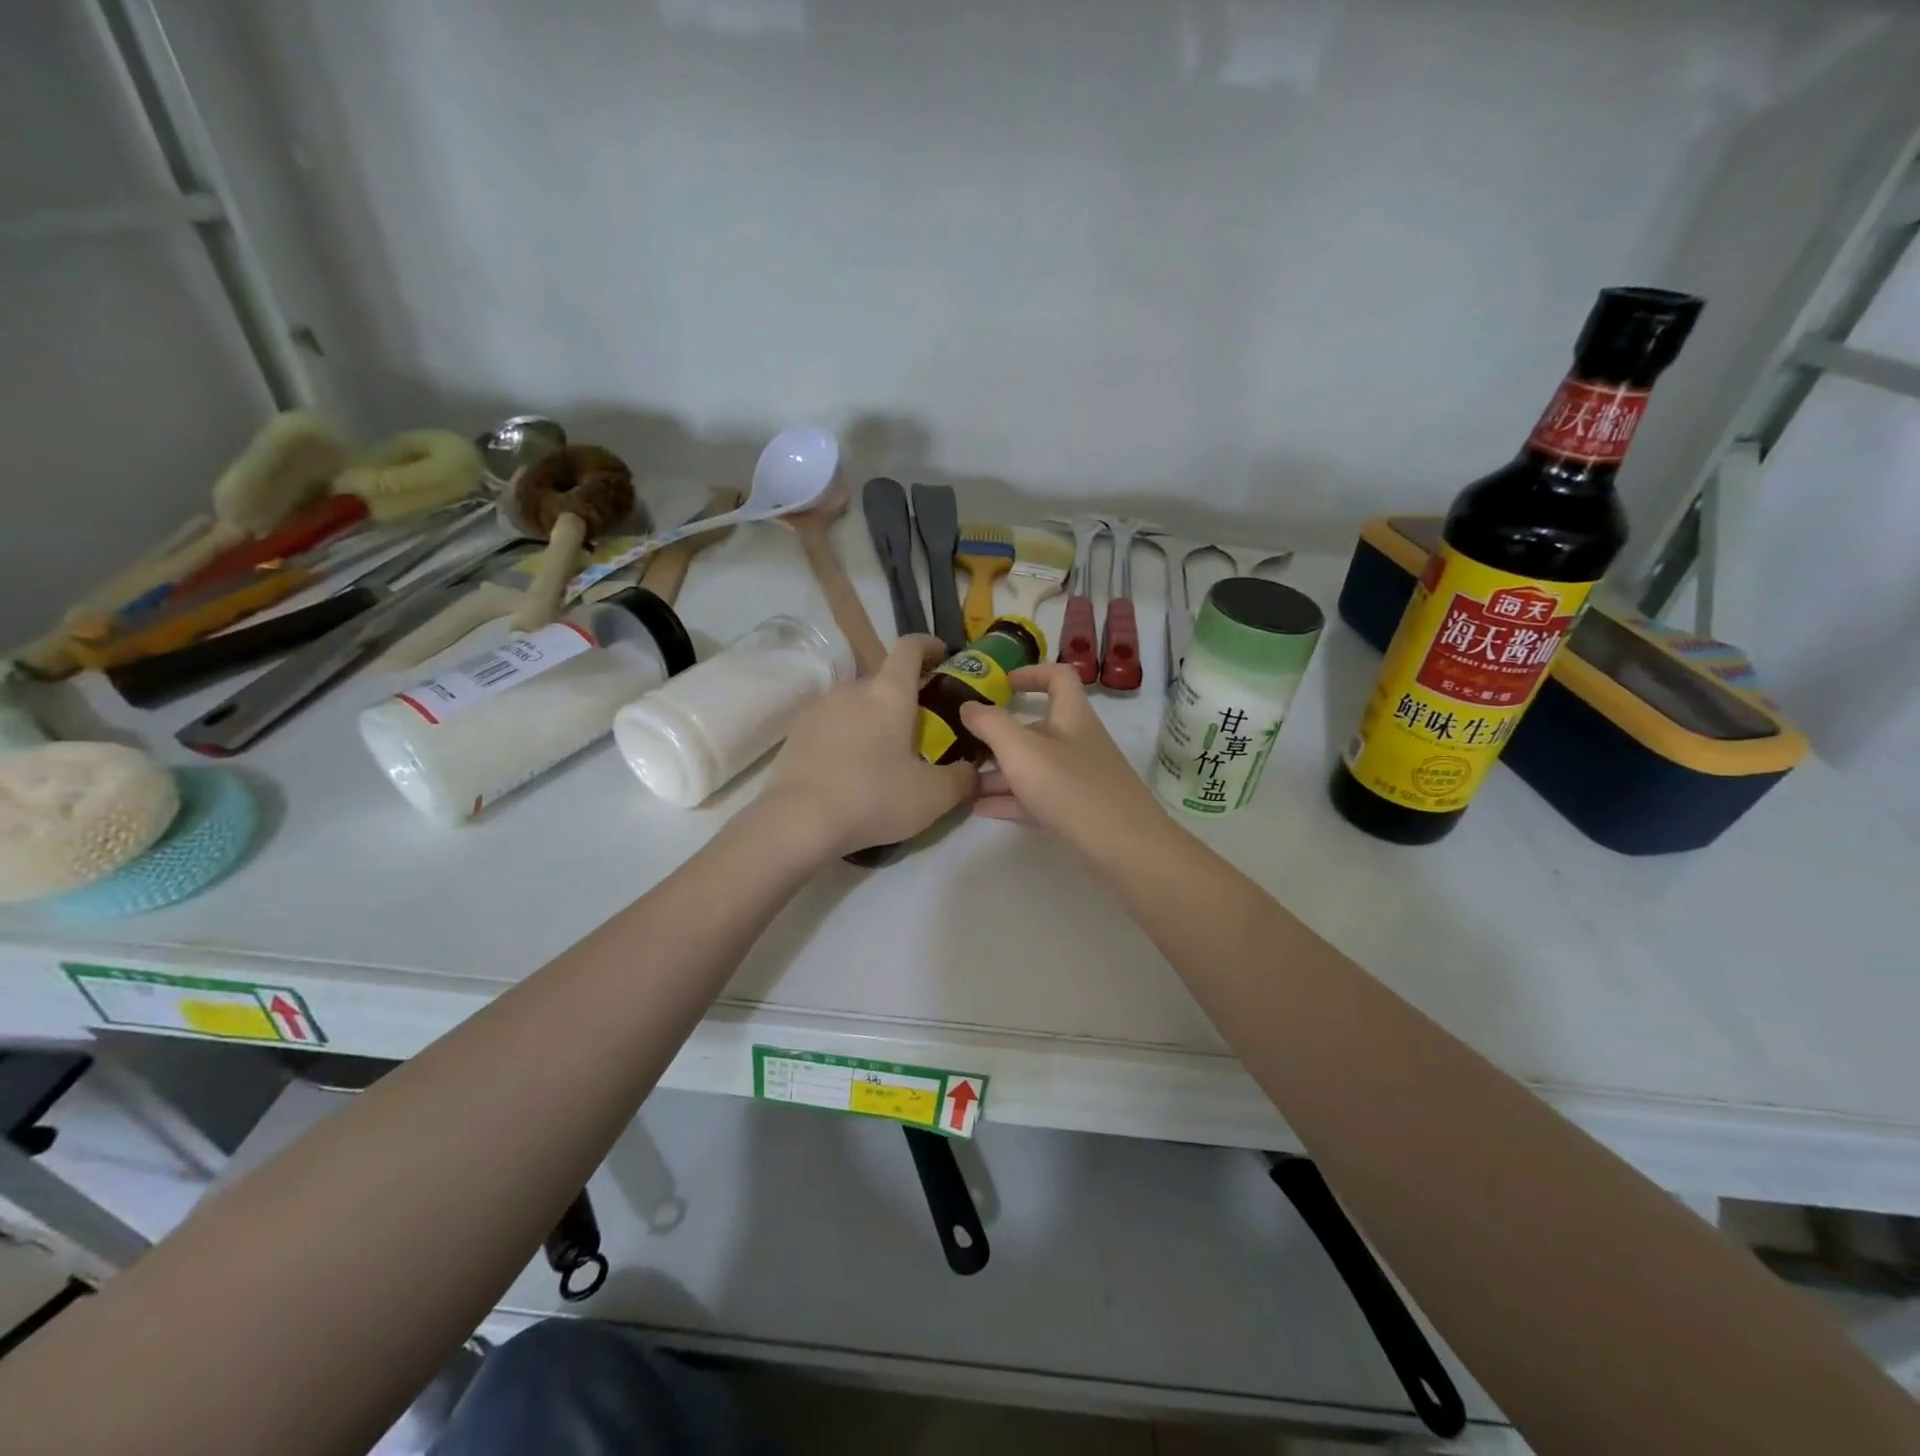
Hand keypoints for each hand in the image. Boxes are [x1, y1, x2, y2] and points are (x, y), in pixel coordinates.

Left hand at [761, 636, 977, 858]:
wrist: (798, 822)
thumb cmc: (874, 797)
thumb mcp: (933, 796)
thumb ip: (962, 778)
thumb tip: (972, 770)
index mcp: (888, 692)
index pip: (910, 648)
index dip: (929, 646)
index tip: (943, 657)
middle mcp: (852, 689)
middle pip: (883, 680)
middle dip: (905, 697)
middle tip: (922, 729)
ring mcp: (819, 708)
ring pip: (856, 704)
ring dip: (874, 719)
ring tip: (886, 754)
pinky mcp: (797, 733)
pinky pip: (832, 725)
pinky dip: (848, 737)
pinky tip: (853, 770)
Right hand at [960, 663, 1165, 849]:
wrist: (1126, 848)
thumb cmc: (1072, 788)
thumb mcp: (1022, 751)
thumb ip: (991, 725)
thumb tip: (968, 705)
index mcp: (1072, 716)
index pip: (1058, 677)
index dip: (1030, 673)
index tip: (1000, 683)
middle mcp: (1078, 742)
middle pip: (1038, 727)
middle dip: (1000, 734)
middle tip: (965, 743)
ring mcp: (1080, 778)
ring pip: (1034, 766)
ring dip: (1000, 771)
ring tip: (964, 781)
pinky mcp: (1078, 811)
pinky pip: (1038, 797)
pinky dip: (1011, 799)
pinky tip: (981, 809)